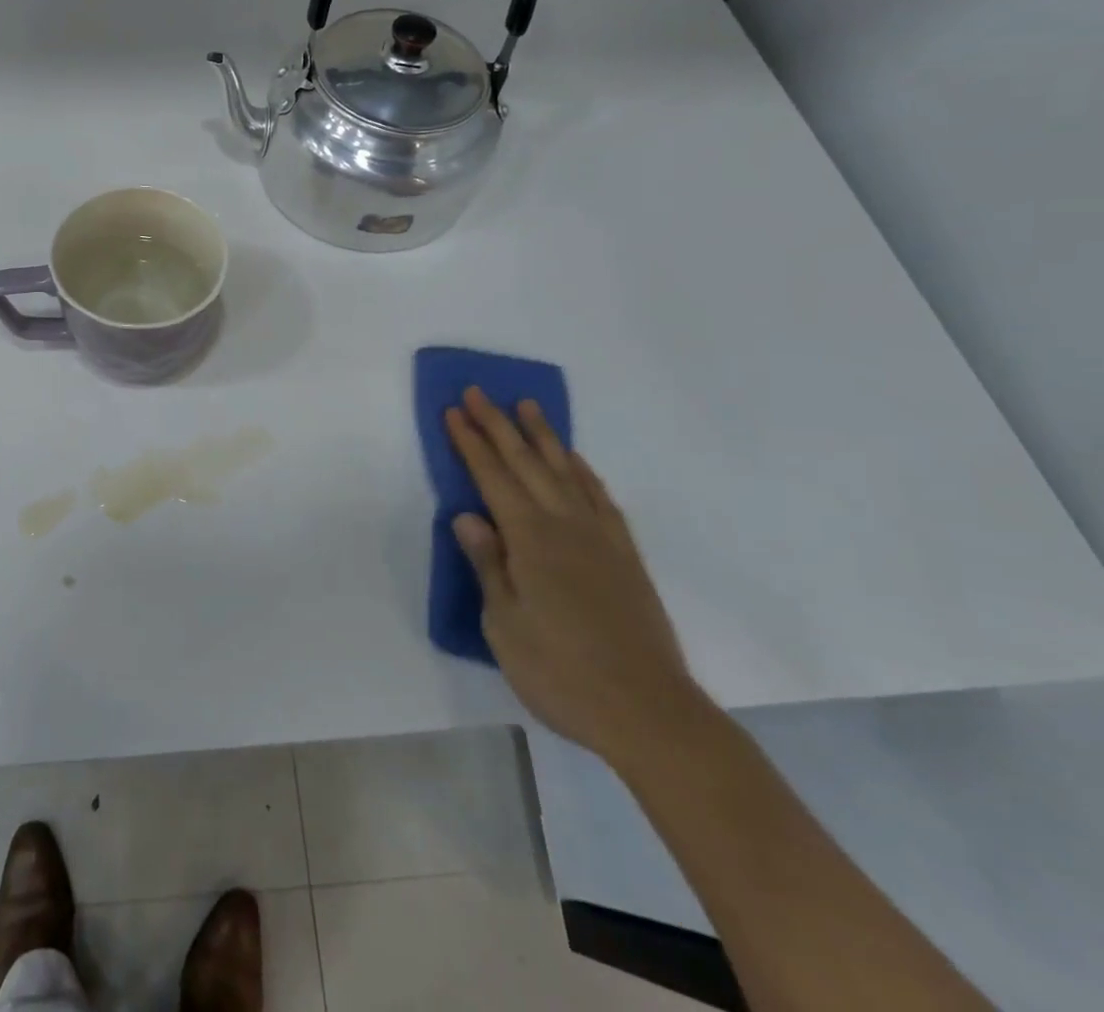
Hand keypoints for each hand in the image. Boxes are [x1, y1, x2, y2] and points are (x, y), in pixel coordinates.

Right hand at [445, 388, 709, 767]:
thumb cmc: (561, 672)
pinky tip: (576, 461)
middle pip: (527, 463)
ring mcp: (600, 538)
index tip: (454, 411)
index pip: (492, 478)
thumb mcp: (505, 626)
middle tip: (478, 392)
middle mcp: (565, 526)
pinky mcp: (625, 556)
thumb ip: (488, 566)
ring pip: (566, 471)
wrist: (649, 712)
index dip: (471, 443)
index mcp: (530, 540)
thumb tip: (468, 517)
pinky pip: (601, 498)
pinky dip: (584, 472)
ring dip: (543, 436)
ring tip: (526, 406)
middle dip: (498, 425)